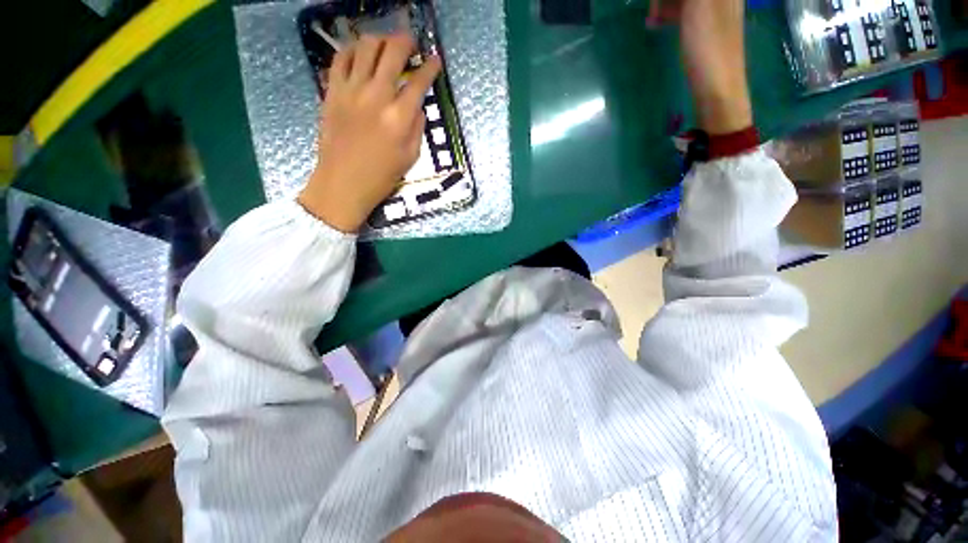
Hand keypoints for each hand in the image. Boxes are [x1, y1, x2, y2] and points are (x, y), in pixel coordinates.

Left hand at [298, 33, 441, 232]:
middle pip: (392, 53)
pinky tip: (359, 54)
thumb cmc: (381, 176)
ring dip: (379, 40)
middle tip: (410, 42)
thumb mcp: (410, 157)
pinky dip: (351, 50)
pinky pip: (340, 58)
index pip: (419, 82)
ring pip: (365, 47)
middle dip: (405, 42)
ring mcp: (352, 90)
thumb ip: (417, 128)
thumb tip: (417, 106)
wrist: (344, 182)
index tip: (435, 60)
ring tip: (385, 45)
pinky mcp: (332, 91)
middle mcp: (377, 95)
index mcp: (400, 117)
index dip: (430, 67)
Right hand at [649, 0, 751, 134]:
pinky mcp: (704, 23)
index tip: (661, 3)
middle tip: (654, 7)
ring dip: (665, 0)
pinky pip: (683, 6)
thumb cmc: (709, 45)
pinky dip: (668, 9)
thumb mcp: (701, 3)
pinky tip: (656, 20)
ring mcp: (712, 6)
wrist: (717, 87)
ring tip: (652, 14)